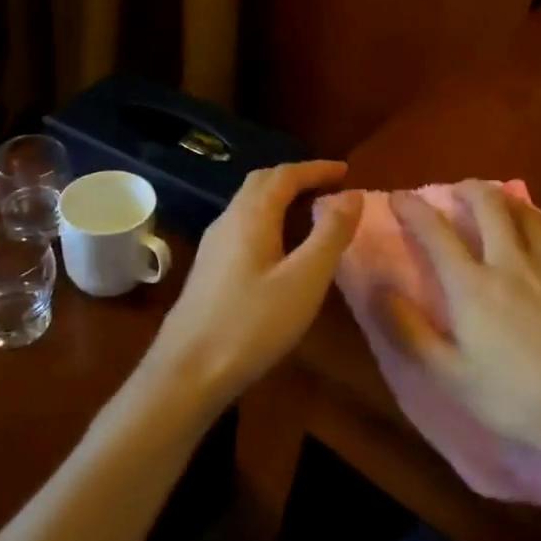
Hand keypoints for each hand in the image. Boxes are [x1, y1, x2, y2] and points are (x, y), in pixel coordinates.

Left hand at [144, 161, 364, 407]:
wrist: (187, 371)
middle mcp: (228, 220)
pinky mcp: (209, 269)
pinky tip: (281, 249)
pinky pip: (243, 227)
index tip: (346, 170)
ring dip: (281, 199)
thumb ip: (331, 234)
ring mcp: (213, 245)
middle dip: (297, 178)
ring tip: (311, 213)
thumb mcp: (305, 279)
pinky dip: (269, 220)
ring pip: (250, 205)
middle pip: (262, 183)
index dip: (316, 169)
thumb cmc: (253, 323)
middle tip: (329, 186)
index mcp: (251, 215)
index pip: (285, 175)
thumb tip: (352, 194)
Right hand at [389, 181, 540, 468]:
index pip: (435, 232)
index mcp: (472, 286)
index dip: (413, 209)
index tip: (399, 197)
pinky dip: (536, 218)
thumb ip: (412, 332)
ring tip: (493, 200)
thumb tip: (379, 291)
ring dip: (502, 198)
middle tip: (455, 191)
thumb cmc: (523, 397)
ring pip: (524, 211)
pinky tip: (537, 225)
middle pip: (487, 205)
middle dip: (466, 189)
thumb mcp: (454, 378)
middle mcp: (509, 261)